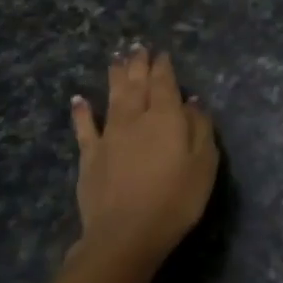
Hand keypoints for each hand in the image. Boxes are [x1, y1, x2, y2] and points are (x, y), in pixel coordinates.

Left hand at [69, 49, 217, 267]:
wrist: (126, 235)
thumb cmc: (176, 199)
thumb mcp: (205, 164)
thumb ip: (200, 128)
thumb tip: (192, 102)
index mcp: (166, 118)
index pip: (165, 84)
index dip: (164, 67)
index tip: (162, 53)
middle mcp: (136, 119)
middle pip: (137, 85)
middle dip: (138, 65)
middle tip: (137, 47)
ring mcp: (110, 136)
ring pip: (113, 98)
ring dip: (115, 77)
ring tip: (116, 59)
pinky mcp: (90, 156)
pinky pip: (84, 127)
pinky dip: (81, 111)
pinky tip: (78, 99)